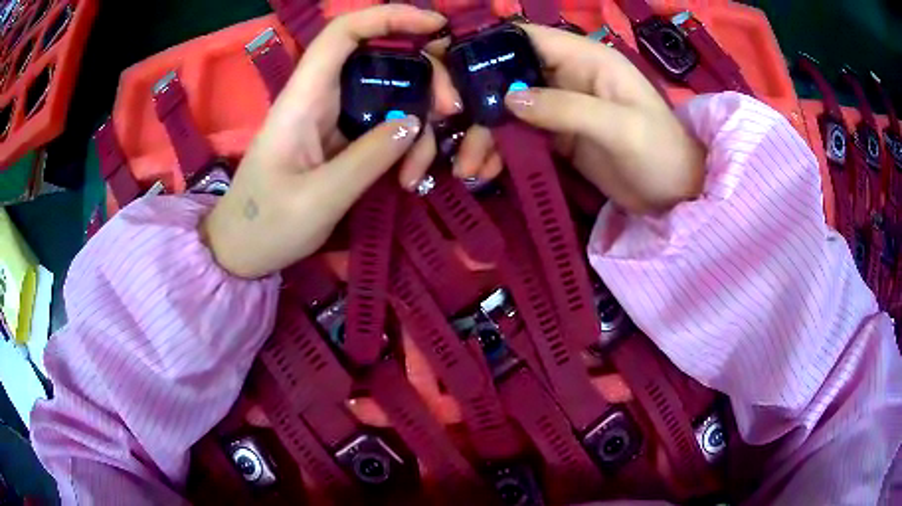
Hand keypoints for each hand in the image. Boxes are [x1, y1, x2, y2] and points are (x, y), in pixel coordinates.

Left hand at [202, 6, 456, 278]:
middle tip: (451, 112)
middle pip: (380, 59)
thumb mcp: (319, 199)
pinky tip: (409, 177)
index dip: (389, 17)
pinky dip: (405, 145)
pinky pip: (384, 126)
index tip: (437, 26)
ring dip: (418, 123)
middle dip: (424, 76)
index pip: (343, 33)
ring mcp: (332, 119)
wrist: (241, 251)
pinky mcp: (341, 141)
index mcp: (303, 99)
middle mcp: (319, 98)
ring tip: (420, 171)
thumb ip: (369, 158)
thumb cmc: (266, 225)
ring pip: (389, 95)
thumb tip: (416, 123)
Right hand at [452, 24, 705, 214]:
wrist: (677, 197)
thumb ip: (567, 109)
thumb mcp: (621, 129)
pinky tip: (484, 171)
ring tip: (467, 167)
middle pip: (507, 73)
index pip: (526, 38)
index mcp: (586, 59)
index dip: (486, 47)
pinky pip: (518, 135)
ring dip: (483, 134)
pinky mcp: (557, 135)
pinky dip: (498, 151)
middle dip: (476, 101)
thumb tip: (508, 97)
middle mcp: (567, 75)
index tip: (448, 70)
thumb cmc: (661, 155)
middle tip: (448, 127)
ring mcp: (560, 106)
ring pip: (507, 108)